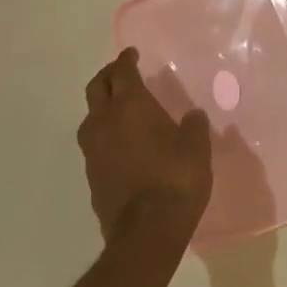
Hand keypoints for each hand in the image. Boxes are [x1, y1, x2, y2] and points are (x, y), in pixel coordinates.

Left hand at [78, 48, 212, 244]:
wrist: (146, 232)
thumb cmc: (176, 179)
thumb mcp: (196, 148)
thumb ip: (194, 127)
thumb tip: (192, 116)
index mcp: (130, 106)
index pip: (121, 72)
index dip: (126, 59)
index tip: (132, 54)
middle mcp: (105, 122)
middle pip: (96, 88)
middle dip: (108, 76)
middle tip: (121, 73)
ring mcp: (93, 150)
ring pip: (90, 116)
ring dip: (102, 106)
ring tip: (119, 108)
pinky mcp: (91, 175)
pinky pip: (94, 143)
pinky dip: (105, 134)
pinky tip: (121, 143)